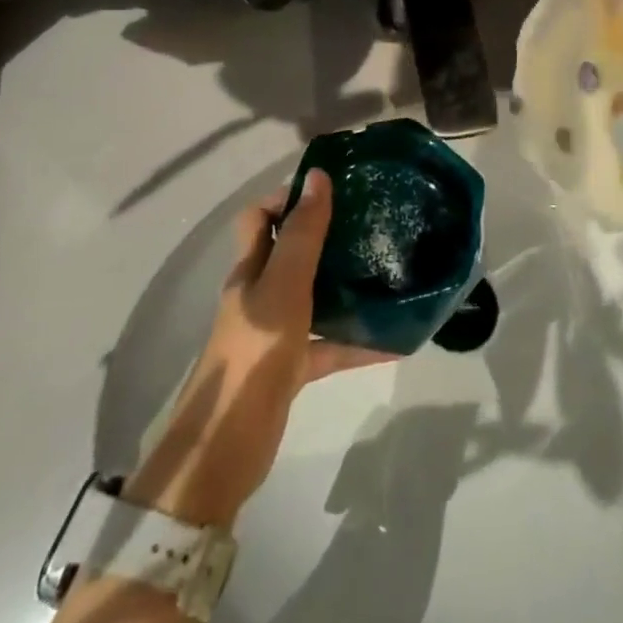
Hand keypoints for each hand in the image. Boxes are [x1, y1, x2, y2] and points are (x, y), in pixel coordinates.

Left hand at [124, 170, 392, 525]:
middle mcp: (259, 295)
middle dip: (325, 236)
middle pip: (290, 253)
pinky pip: (329, 346)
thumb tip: (318, 177)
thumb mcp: (283, 285)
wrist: (227, 445)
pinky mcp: (290, 368)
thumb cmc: (253, 350)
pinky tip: (396, 341)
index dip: (286, 198)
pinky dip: (357, 342)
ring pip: (313, 298)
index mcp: (250, 270)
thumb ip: (303, 235)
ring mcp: (274, 333)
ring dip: (344, 286)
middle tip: (369, 223)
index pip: (258, 217)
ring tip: (387, 270)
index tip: (330, 190)